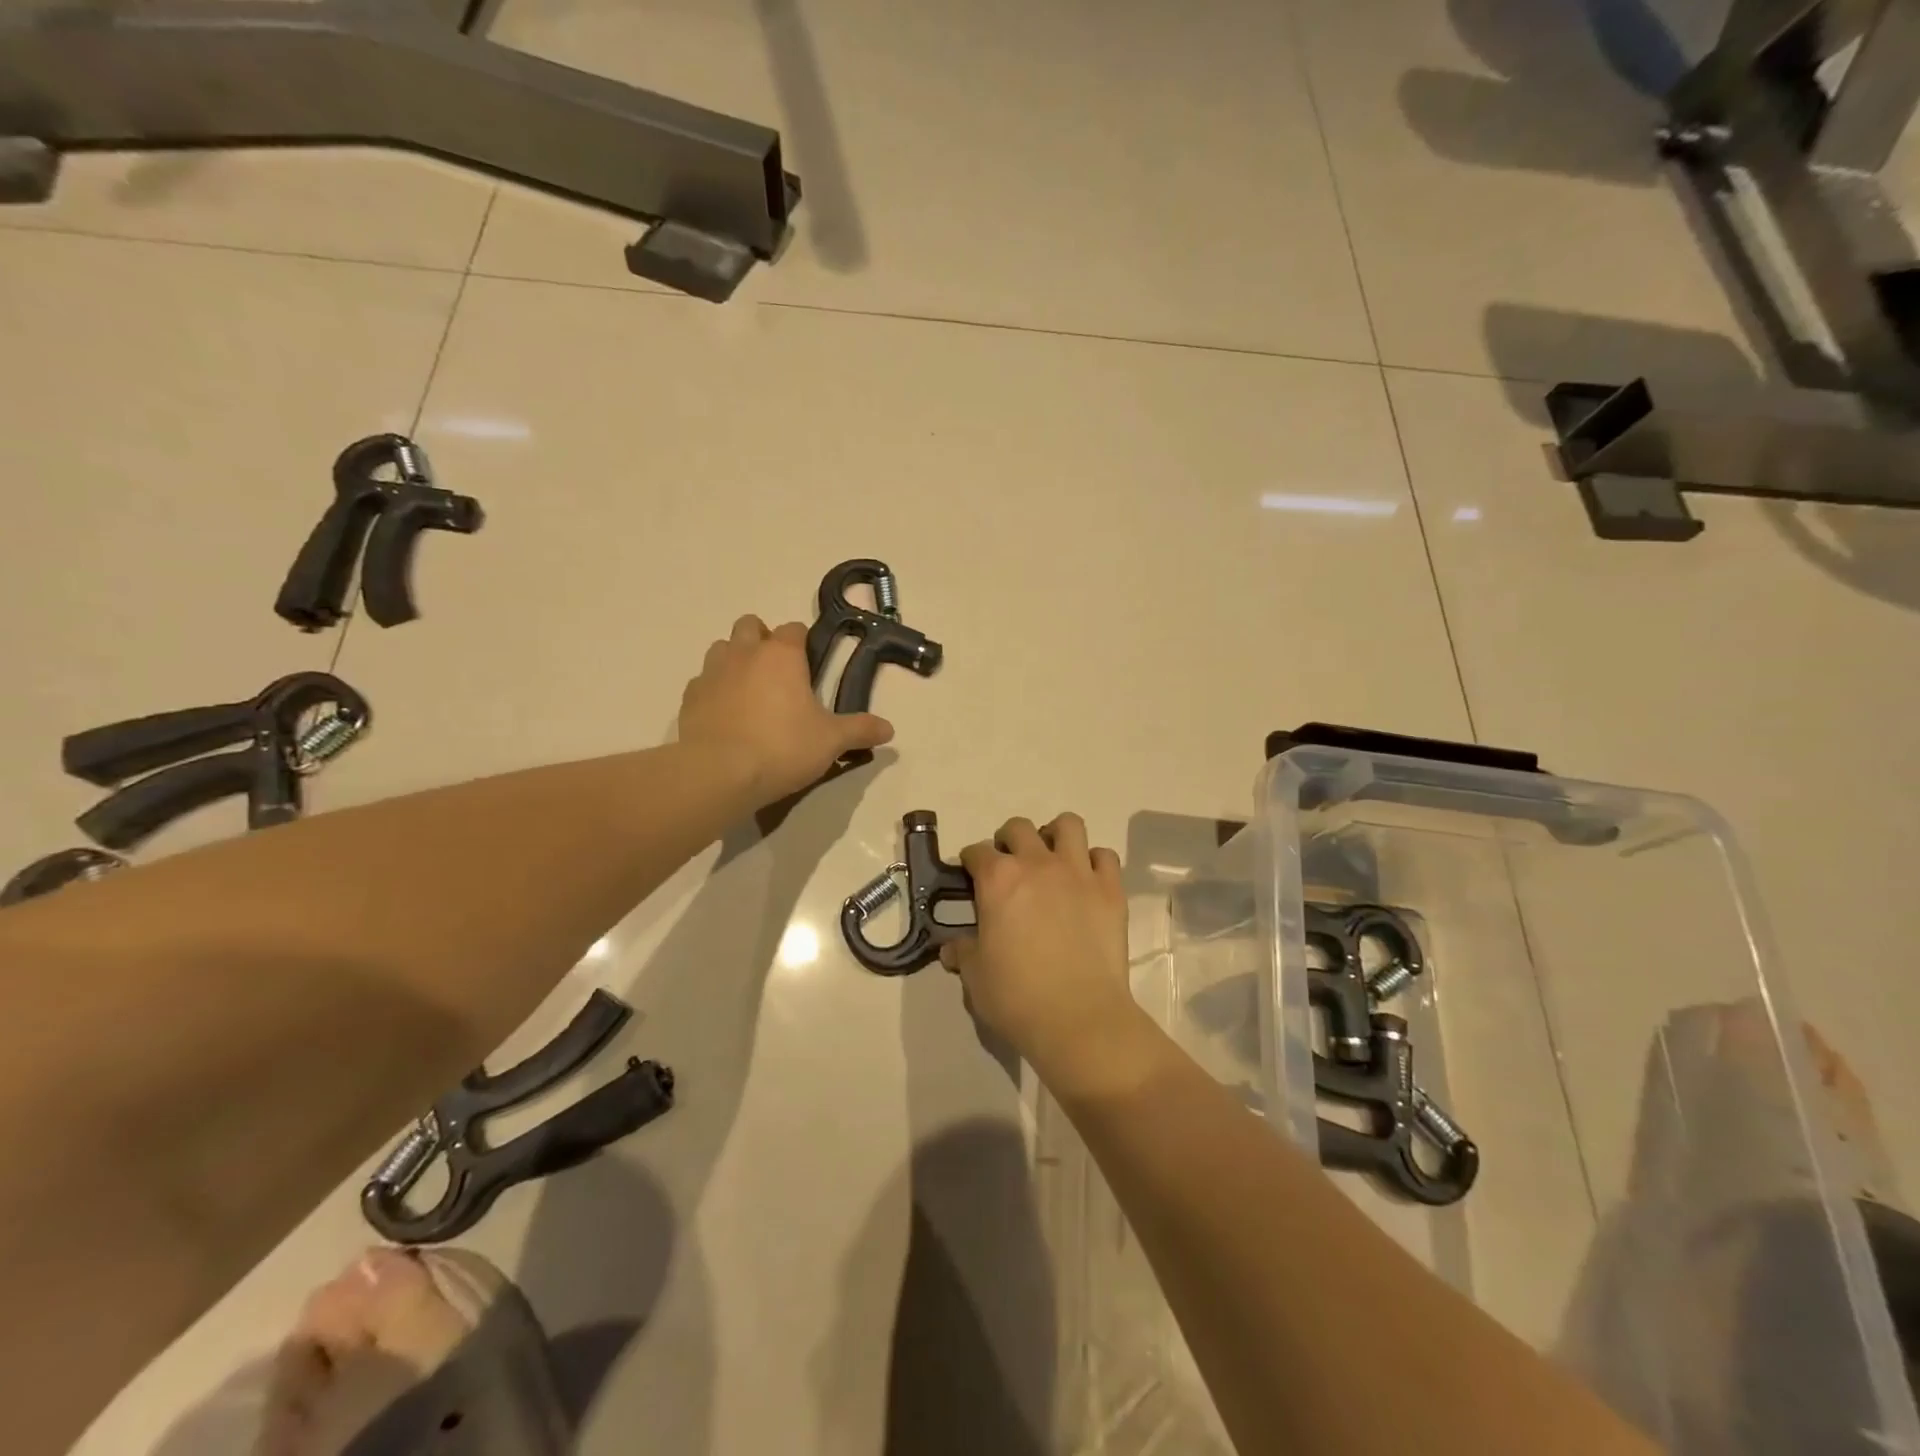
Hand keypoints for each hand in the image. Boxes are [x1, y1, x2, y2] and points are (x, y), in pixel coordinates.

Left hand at [678, 615, 892, 804]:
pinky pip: (703, 681)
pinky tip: (725, 714)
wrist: (720, 773)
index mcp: (782, 655)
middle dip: (763, 640)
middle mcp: (744, 653)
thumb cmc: (783, 747)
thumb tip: (889, 729)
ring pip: (722, 648)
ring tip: (749, 691)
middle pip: (750, 625)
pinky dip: (714, 690)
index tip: (810, 666)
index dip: (803, 643)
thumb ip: (860, 730)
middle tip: (777, 674)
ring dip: (735, 659)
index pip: (794, 628)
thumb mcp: (831, 741)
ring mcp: (712, 672)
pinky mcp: (690, 697)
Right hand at [940, 814, 1144, 1082]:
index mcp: (998, 879)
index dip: (971, 862)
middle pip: (1019, 828)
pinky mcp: (1110, 890)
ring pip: (1068, 825)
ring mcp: (1078, 872)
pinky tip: (1086, 881)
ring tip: (1051, 858)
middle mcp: (1037, 863)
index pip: (977, 852)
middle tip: (1009, 867)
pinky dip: (1094, 862)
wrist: (1079, 1018)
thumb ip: (963, 953)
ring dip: (1055, 836)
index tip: (971, 877)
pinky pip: (1104, 856)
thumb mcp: (975, 977)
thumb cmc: (1017, 997)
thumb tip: (952, 948)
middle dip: (1009, 840)